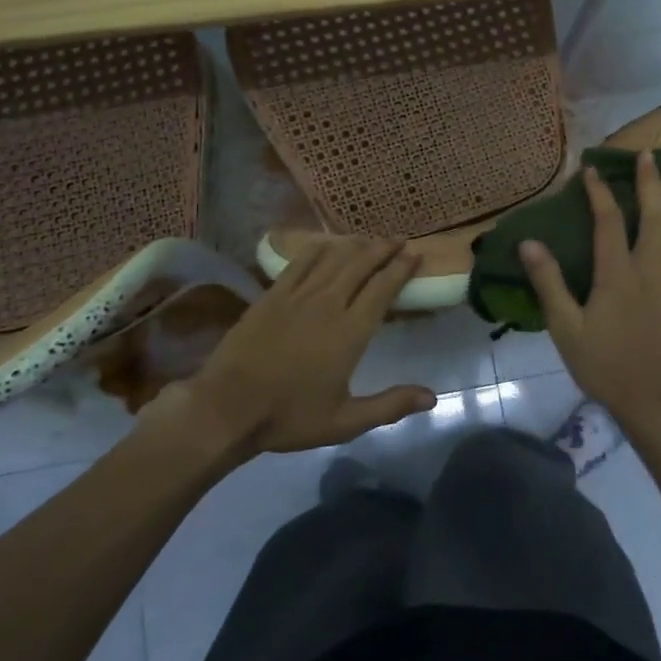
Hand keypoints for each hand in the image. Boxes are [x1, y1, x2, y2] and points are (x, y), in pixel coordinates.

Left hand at [141, 238, 435, 457]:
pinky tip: (327, 244)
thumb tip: (433, 398)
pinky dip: (318, 248)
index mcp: (351, 332)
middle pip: (361, 265)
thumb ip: (390, 405)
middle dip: (383, 249)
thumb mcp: (345, 422)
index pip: (383, 288)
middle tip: (398, 239)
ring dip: (355, 245)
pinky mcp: (272, 295)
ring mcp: (297, 296)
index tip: (416, 254)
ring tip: (370, 238)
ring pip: (334, 258)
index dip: (402, 268)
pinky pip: (300, 262)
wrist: (228, 409)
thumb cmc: (290, 417)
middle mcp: (329, 304)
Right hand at [520, 151, 660, 426]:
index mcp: (617, 275)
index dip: (599, 192)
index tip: (591, 169)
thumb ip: (549, 284)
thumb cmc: (603, 365)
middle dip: (650, 184)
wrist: (651, 401)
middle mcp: (650, 270)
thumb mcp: (566, 328)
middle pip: (653, 218)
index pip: (608, 222)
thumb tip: (529, 243)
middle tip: (649, 154)